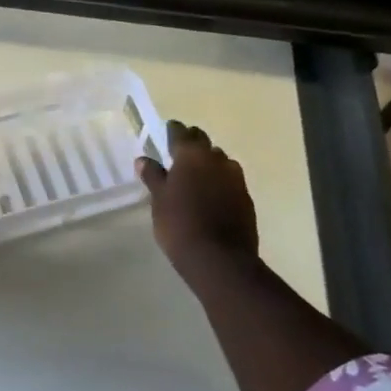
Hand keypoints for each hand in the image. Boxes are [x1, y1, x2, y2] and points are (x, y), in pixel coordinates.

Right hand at [137, 119, 259, 287]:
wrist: (221, 260)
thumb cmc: (180, 225)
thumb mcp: (159, 200)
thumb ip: (153, 176)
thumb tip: (144, 160)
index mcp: (191, 155)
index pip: (180, 132)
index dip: (172, 131)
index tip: (166, 132)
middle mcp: (216, 159)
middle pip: (203, 142)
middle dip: (192, 143)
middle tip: (179, 153)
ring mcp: (235, 178)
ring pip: (220, 160)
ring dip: (208, 162)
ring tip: (196, 176)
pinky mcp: (246, 197)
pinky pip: (230, 180)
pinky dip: (220, 181)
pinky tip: (211, 195)